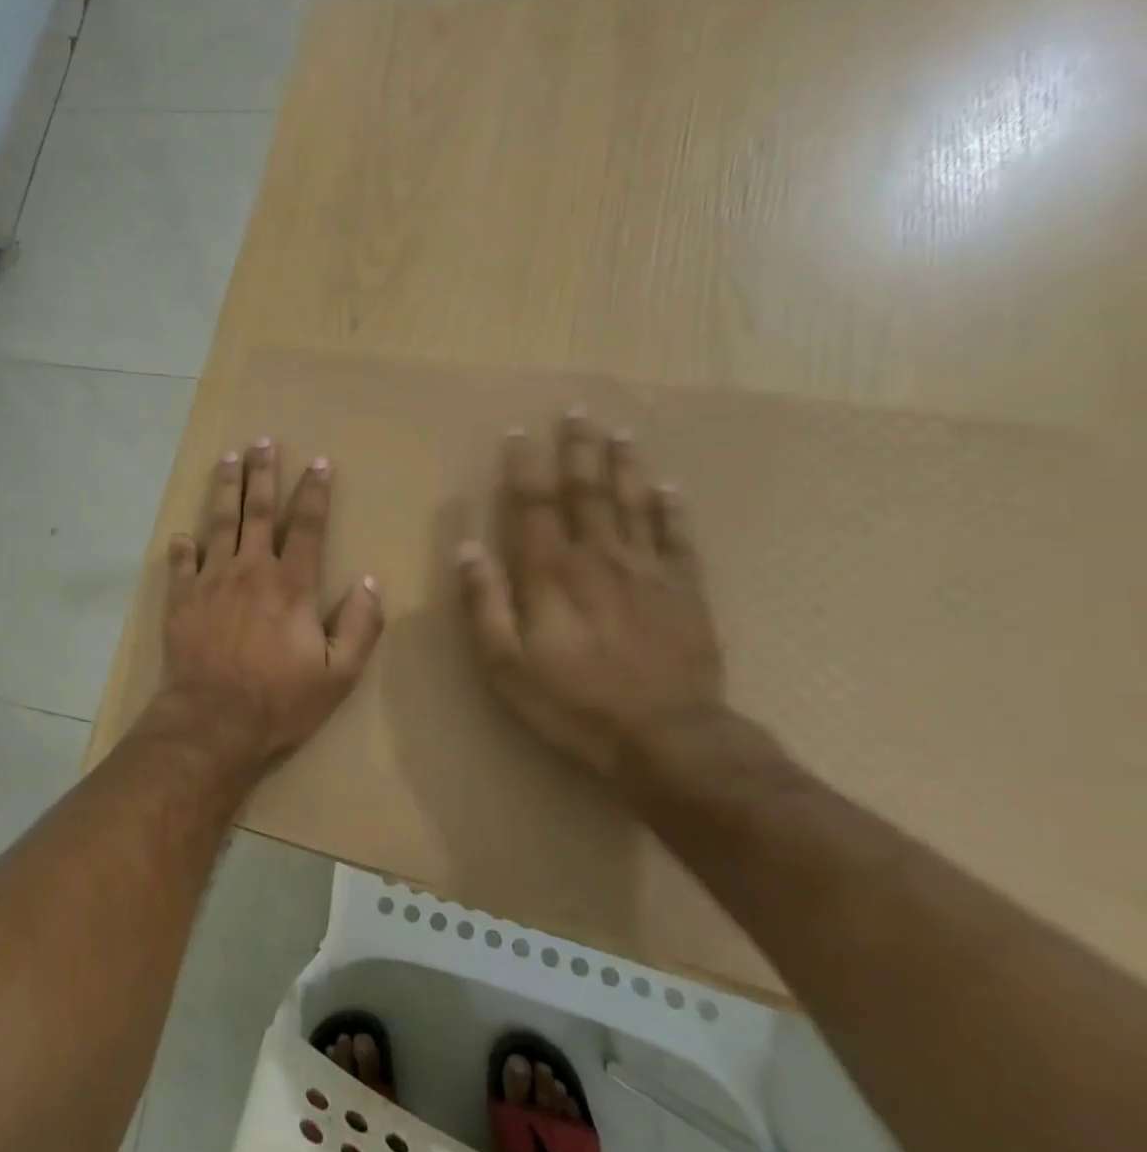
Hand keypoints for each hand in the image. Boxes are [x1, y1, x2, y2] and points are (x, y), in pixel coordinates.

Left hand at [157, 440, 383, 772]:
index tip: (319, 462)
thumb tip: (370, 582)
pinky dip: (181, 546)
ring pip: (218, 523)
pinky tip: (181, 534)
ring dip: (224, 488)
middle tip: (262, 442)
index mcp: (291, 585)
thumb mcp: (338, 674)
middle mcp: (250, 570)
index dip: (315, 492)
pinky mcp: (181, 599)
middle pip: (257, 511)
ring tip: (227, 459)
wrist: (213, 722)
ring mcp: (211, 581)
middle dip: (262, 473)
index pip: (307, 526)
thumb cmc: (280, 701)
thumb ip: (360, 626)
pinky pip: (180, 562)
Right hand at [455, 411, 722, 782]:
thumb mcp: (505, 663)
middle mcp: (599, 558)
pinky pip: (677, 538)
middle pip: (588, 492)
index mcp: (551, 573)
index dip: (525, 467)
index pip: (534, 505)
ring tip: (620, 432)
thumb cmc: (573, 703)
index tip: (520, 433)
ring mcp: (648, 571)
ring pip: (634, 504)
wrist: (668, 740)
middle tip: (578, 411)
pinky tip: (670, 487)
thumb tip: (467, 547)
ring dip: (625, 465)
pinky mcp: (685, 591)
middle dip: (579, 450)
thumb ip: (484, 603)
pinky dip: (672, 509)